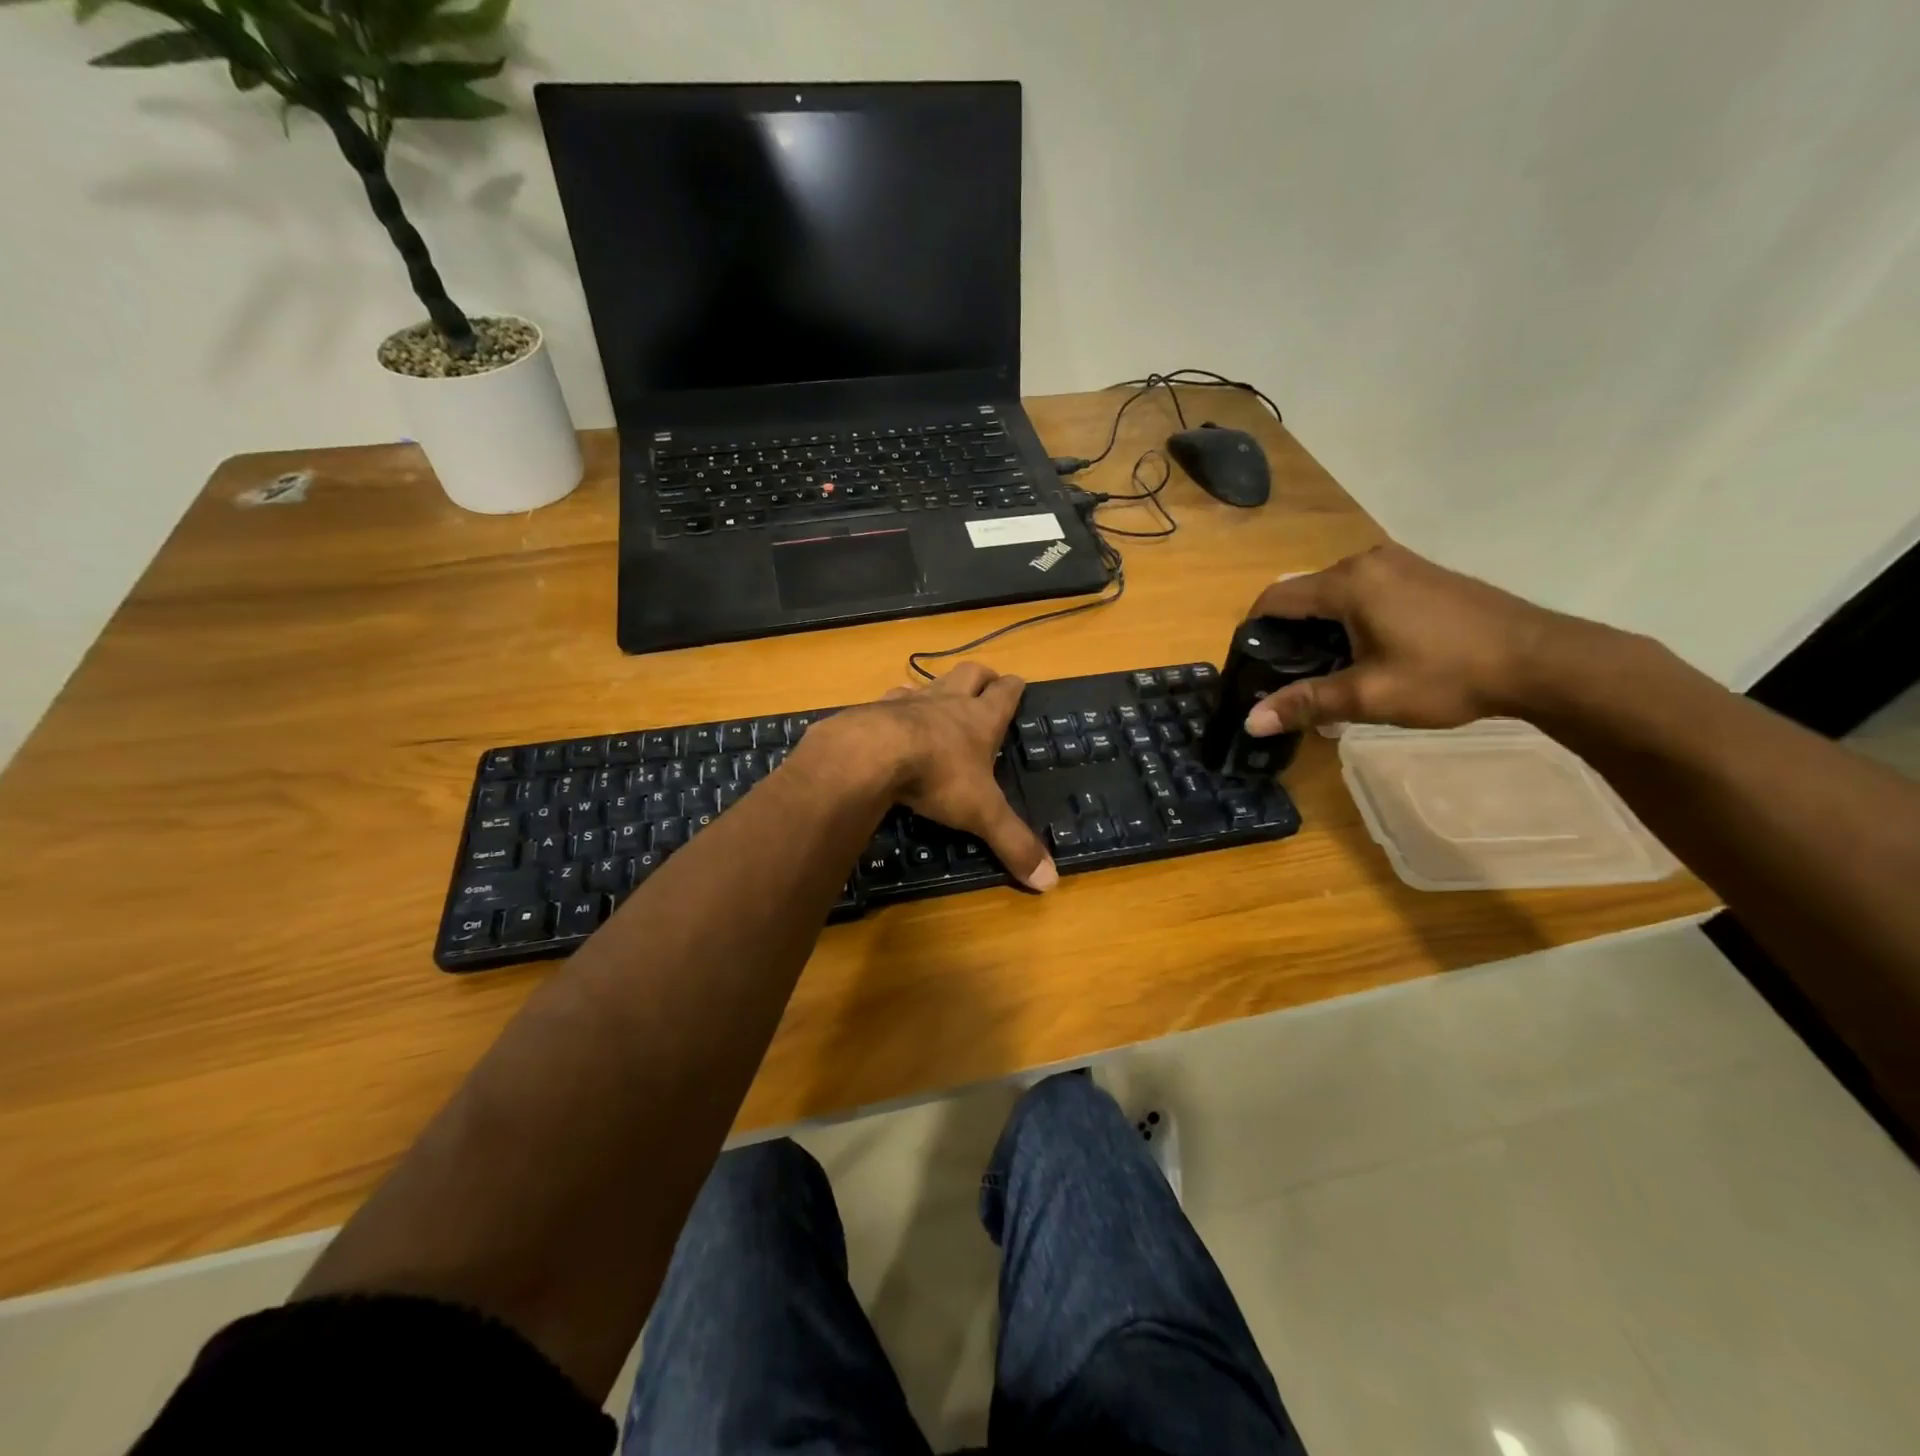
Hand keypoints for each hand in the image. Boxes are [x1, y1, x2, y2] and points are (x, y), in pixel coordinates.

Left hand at [833, 663, 1056, 890]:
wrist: (872, 754)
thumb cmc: (938, 777)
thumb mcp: (982, 813)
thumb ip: (1014, 843)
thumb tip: (1051, 882)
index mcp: (981, 719)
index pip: (1006, 692)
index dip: (1014, 688)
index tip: (1018, 685)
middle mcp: (948, 702)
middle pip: (971, 673)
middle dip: (982, 676)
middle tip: (987, 682)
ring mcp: (910, 701)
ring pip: (931, 682)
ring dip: (939, 687)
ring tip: (939, 700)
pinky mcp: (876, 709)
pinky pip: (891, 699)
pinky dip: (896, 705)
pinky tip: (891, 717)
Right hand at [1242, 543, 1593, 734]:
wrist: (1543, 660)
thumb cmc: (1448, 675)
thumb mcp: (1369, 696)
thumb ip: (1306, 703)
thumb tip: (1250, 723)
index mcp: (1348, 583)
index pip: (1275, 598)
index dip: (1254, 630)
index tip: (1250, 666)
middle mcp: (1368, 562)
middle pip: (1305, 593)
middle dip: (1289, 634)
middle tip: (1289, 677)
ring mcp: (1400, 564)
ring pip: (1336, 593)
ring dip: (1322, 628)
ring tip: (1327, 670)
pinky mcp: (1423, 574)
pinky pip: (1366, 591)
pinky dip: (1351, 619)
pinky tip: (1368, 653)